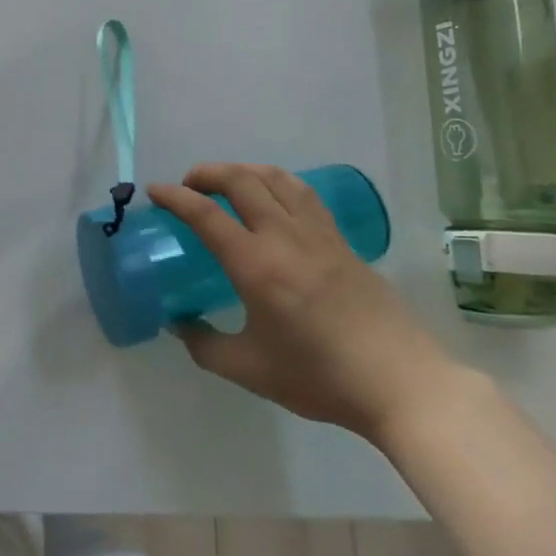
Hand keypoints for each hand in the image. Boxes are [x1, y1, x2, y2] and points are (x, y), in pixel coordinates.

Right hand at [149, 164, 459, 445]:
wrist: (400, 384)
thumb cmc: (320, 378)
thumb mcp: (250, 370)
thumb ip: (205, 345)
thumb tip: (178, 324)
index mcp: (256, 265)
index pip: (205, 214)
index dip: (175, 197)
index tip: (154, 191)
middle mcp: (284, 237)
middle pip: (241, 180)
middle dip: (207, 173)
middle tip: (188, 185)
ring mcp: (317, 234)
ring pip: (275, 178)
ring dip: (243, 170)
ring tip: (227, 183)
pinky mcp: (341, 240)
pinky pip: (303, 194)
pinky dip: (277, 183)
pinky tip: (273, 198)